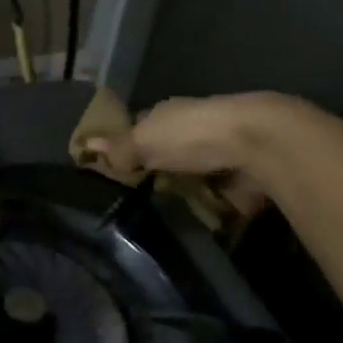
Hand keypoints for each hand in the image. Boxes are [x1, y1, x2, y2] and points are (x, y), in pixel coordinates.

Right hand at [84, 93, 281, 216]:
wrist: (258, 146)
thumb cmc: (192, 135)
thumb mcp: (145, 140)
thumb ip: (118, 147)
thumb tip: (84, 143)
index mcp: (170, 114)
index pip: (141, 127)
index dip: (126, 144)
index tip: (112, 168)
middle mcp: (193, 132)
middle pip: (167, 154)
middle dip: (154, 173)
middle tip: (132, 202)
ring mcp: (219, 157)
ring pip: (192, 177)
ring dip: (182, 193)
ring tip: (159, 221)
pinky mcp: (239, 183)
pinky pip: (217, 200)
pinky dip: (209, 211)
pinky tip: (193, 228)